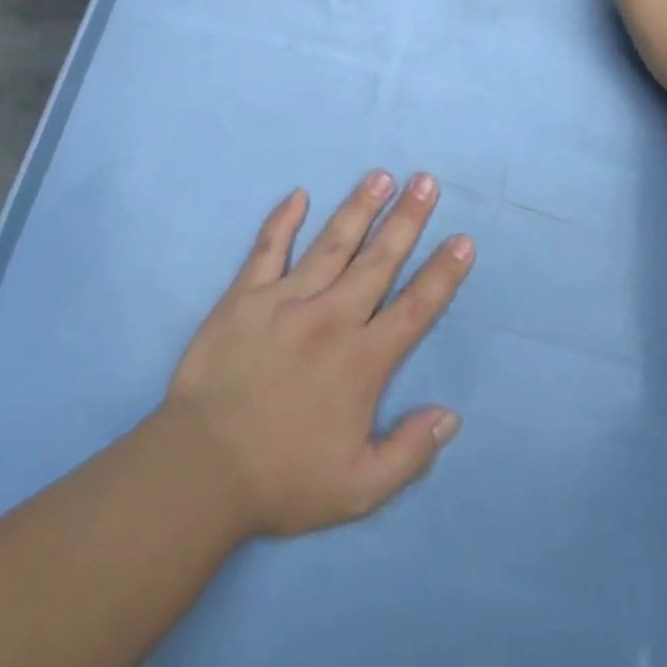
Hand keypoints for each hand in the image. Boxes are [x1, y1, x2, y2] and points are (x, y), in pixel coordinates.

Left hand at [161, 172, 473, 538]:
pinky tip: (298, 194)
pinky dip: (283, 219)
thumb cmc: (283, 479)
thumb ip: (409, 452)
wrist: (203, 467)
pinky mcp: (246, 294)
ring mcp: (286, 299)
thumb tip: (450, 415)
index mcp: (362, 360)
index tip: (463, 240)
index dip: (443, 273)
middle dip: (407, 219)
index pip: (415, 307)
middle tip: (426, 182)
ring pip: (332, 243)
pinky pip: (268, 247)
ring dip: (359, 207)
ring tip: (381, 177)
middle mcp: (331, 317)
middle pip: (379, 260)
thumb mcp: (358, 489)